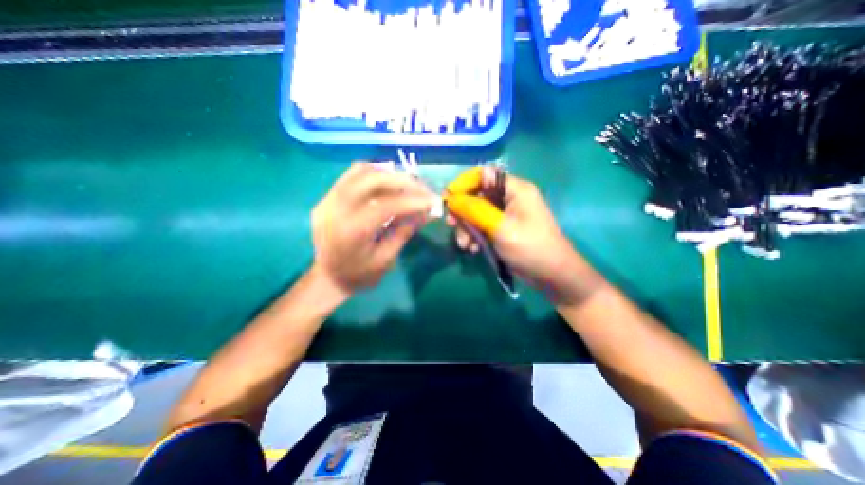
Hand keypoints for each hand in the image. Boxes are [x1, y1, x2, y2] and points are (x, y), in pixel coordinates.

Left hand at [311, 163, 436, 297]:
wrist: (326, 278)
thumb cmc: (359, 275)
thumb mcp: (386, 259)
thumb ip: (405, 232)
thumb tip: (427, 212)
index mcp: (351, 231)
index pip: (386, 205)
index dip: (412, 201)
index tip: (432, 201)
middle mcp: (336, 209)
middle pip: (372, 179)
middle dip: (403, 181)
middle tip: (423, 190)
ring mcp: (328, 199)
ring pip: (361, 171)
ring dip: (389, 175)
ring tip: (408, 186)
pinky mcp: (327, 196)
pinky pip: (353, 175)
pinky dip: (375, 175)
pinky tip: (388, 185)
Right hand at [446, 168, 603, 303]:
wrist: (552, 276)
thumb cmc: (530, 248)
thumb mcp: (500, 227)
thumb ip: (475, 210)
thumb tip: (452, 198)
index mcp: (515, 189)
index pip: (484, 174)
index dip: (464, 184)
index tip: (448, 200)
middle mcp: (510, 198)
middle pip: (477, 195)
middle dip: (463, 211)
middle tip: (450, 225)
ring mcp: (506, 215)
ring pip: (477, 213)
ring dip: (467, 227)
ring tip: (464, 245)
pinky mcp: (502, 229)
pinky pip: (482, 226)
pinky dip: (475, 236)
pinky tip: (472, 249)